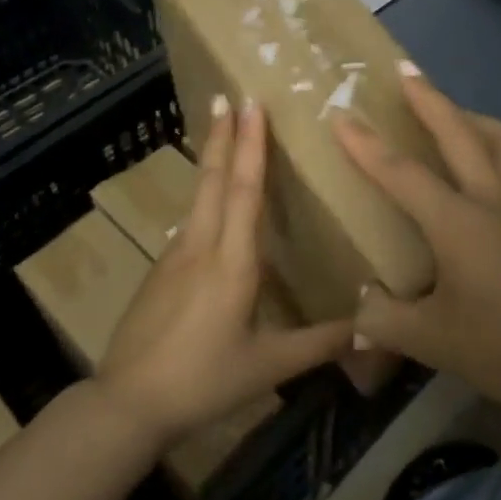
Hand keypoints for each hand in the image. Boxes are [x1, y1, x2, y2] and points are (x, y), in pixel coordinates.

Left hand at [97, 95, 354, 446]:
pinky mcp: (159, 270)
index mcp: (231, 261)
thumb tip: (372, 326)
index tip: (250, 104)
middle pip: (213, 179)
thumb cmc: (204, 380)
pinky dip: (203, 195)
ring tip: (220, 132)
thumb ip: (321, 343)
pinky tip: (209, 204)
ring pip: (197, 196)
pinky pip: (189, 220)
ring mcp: (174, 255)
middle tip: (227, 96)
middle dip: (223, 135)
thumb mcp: (269, 366)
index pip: (243, 190)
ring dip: (210, 159)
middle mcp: (201, 245)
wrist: (128, 402)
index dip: (250, 145)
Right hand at [332, 66, 500, 420]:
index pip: (402, 174)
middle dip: (429, 100)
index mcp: (458, 223)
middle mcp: (495, 199)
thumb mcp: (433, 342)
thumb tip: (358, 309)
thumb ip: (385, 321)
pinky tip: (498, 167)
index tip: (342, 116)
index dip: (366, 145)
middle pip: (459, 133)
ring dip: (474, 118)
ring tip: (457, 113)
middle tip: (407, 73)